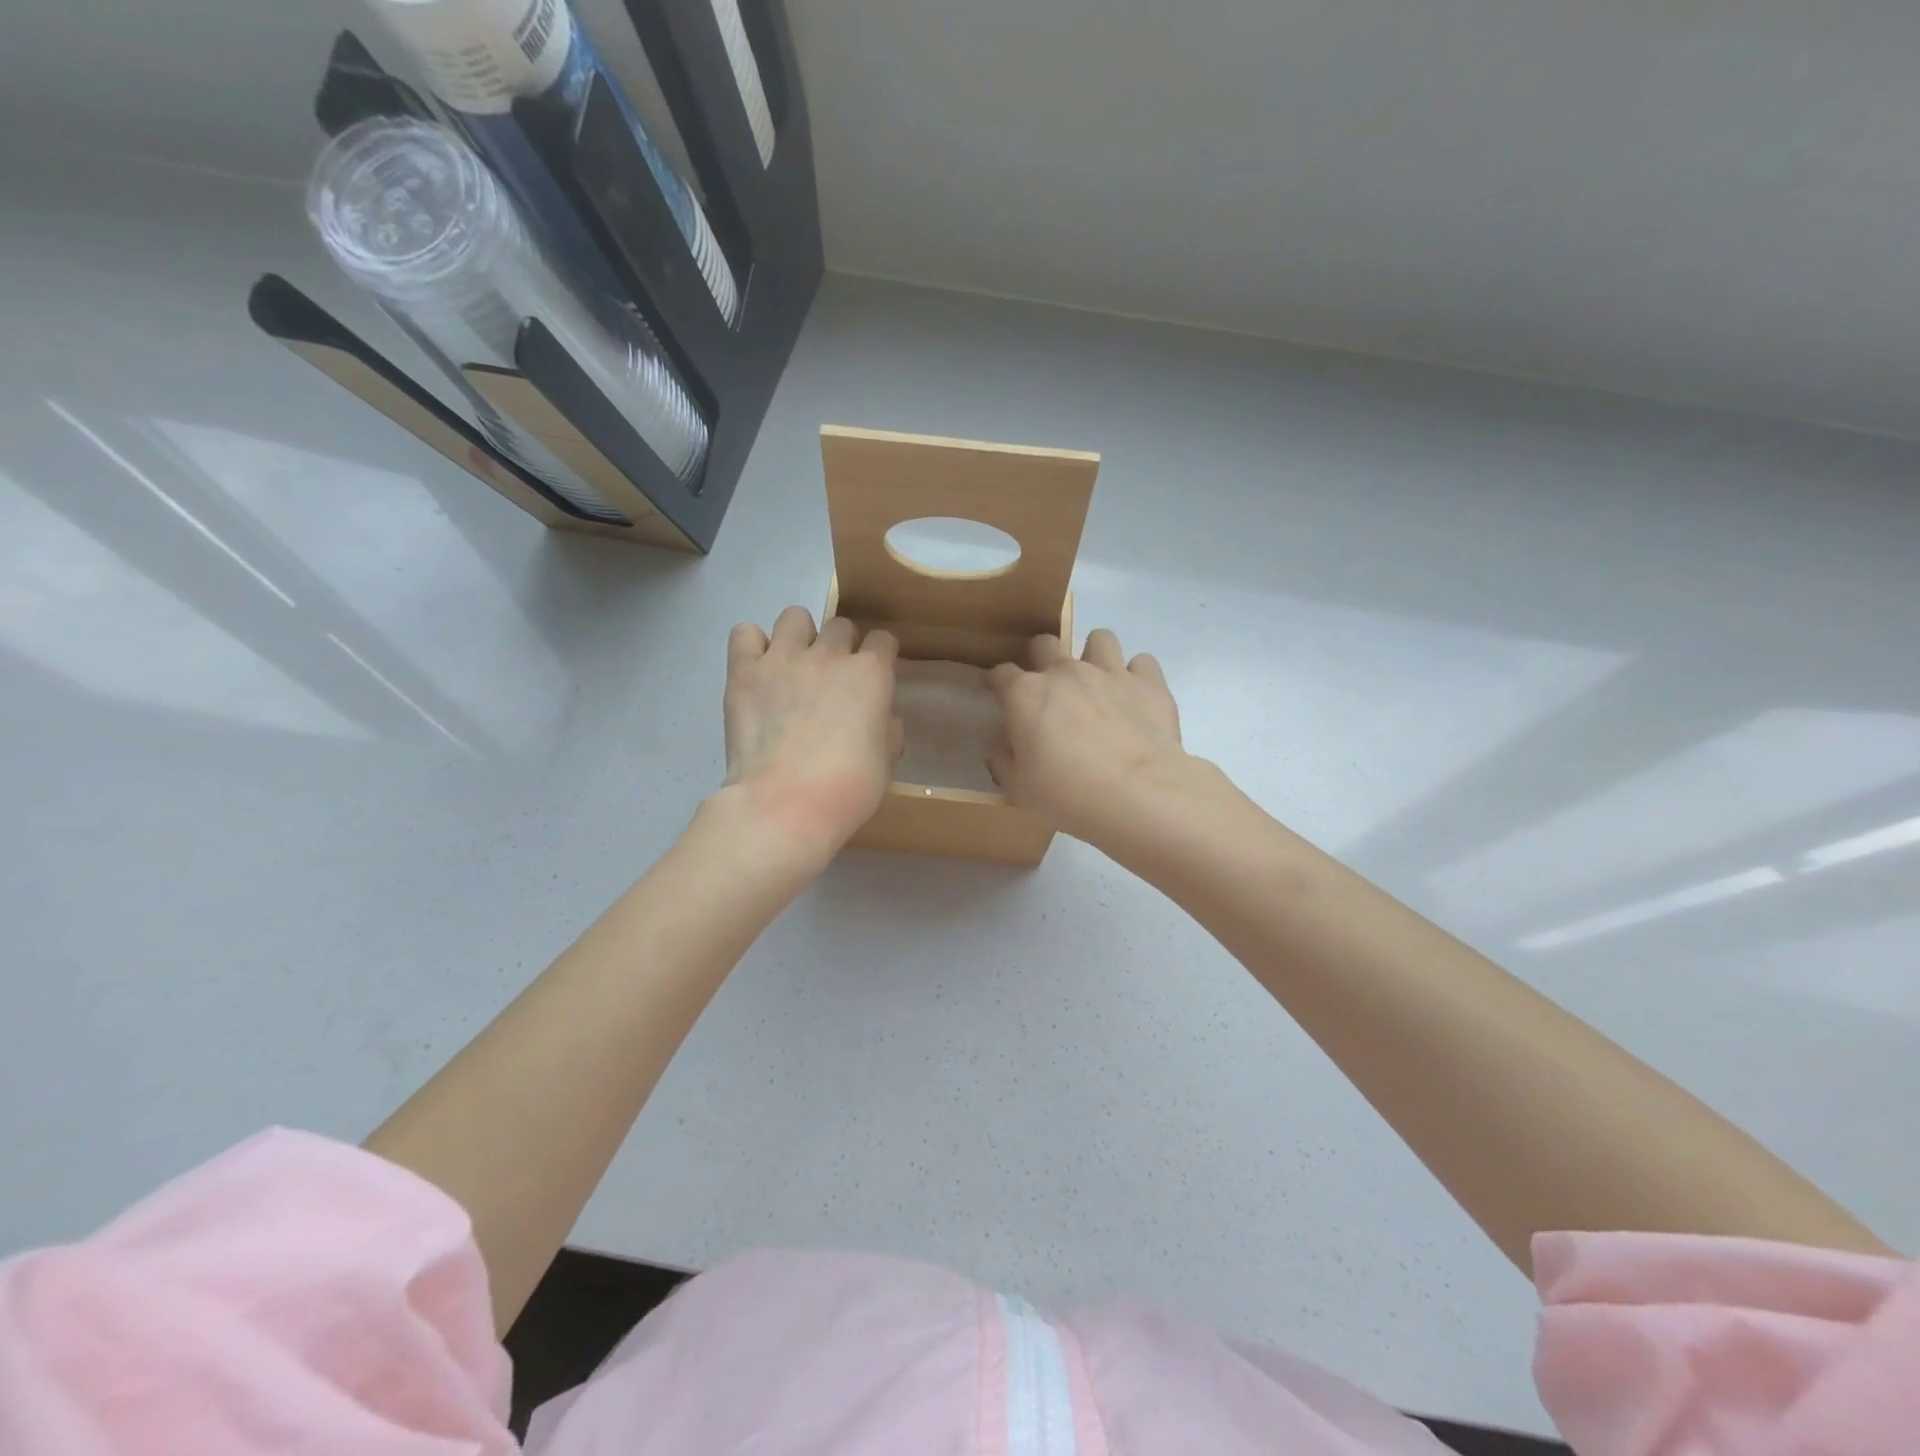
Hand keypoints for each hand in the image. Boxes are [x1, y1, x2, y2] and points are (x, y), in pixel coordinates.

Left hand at [721, 607, 900, 861]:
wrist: (785, 804)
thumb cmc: (847, 789)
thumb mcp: (886, 761)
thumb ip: (887, 729)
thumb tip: (880, 718)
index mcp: (871, 673)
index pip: (883, 641)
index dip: (879, 658)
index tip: (873, 680)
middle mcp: (829, 654)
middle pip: (840, 626)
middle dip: (841, 648)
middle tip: (832, 681)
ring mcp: (783, 658)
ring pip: (795, 617)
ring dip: (799, 637)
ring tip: (794, 667)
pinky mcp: (744, 671)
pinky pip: (745, 633)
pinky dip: (752, 646)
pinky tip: (758, 670)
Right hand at [987, 628, 1189, 842]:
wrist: (1136, 794)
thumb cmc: (1067, 794)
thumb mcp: (1018, 788)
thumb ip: (1003, 759)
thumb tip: (1002, 745)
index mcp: (1025, 695)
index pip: (1001, 674)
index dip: (998, 683)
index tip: (999, 693)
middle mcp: (1065, 672)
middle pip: (1045, 644)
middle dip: (1041, 658)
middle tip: (1050, 688)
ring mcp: (1109, 671)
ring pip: (1099, 639)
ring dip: (1094, 655)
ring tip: (1098, 682)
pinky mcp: (1148, 682)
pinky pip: (1142, 662)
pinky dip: (1137, 676)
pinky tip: (1135, 697)